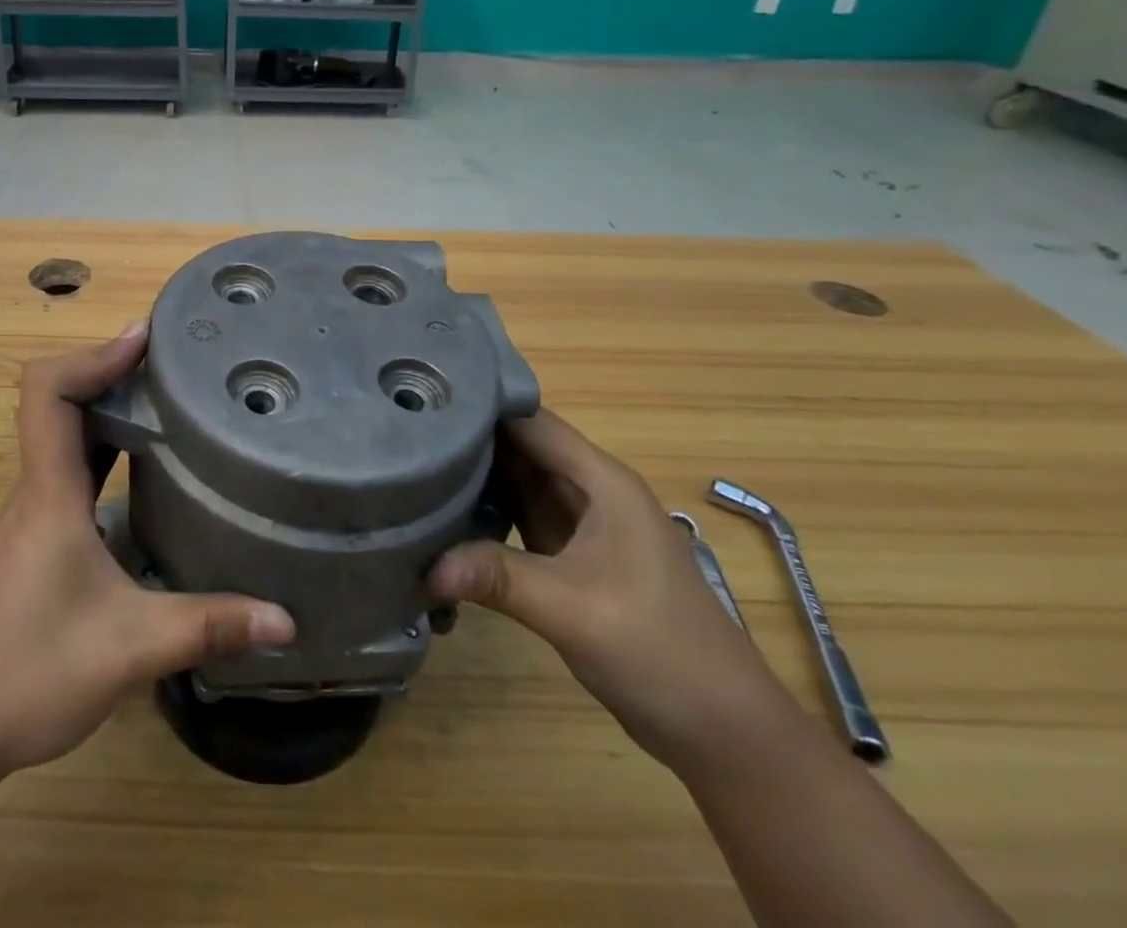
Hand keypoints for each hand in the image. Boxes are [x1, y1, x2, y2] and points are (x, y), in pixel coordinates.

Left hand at [0, 320, 294, 779]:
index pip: (48, 391)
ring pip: (66, 437)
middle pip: (61, 402)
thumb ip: (207, 628)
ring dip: (109, 410)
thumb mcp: (128, 649)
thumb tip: (285, 620)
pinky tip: (145, 473)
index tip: (146, 340)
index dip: (93, 355)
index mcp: (49, 491)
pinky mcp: (35, 541)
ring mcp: (32, 515)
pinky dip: (105, 450)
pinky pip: (70, 471)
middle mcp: (36, 490)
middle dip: (113, 372)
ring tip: (170, 403)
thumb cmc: (26, 673)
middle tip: (176, 364)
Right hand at [430, 409, 791, 768]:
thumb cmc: (658, 650)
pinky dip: (485, 510)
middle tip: (403, 430)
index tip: (426, 396)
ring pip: (517, 480)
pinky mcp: (570, 556)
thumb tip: (425, 566)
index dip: (482, 404)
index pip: (531, 422)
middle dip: (467, 437)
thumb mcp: (572, 608)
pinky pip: (519, 515)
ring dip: (473, 474)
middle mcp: (590, 491)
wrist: (722, 730)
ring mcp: (581, 524)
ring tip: (412, 461)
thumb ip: (498, 577)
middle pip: (520, 447)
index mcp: (602, 481)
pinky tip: (444, 513)